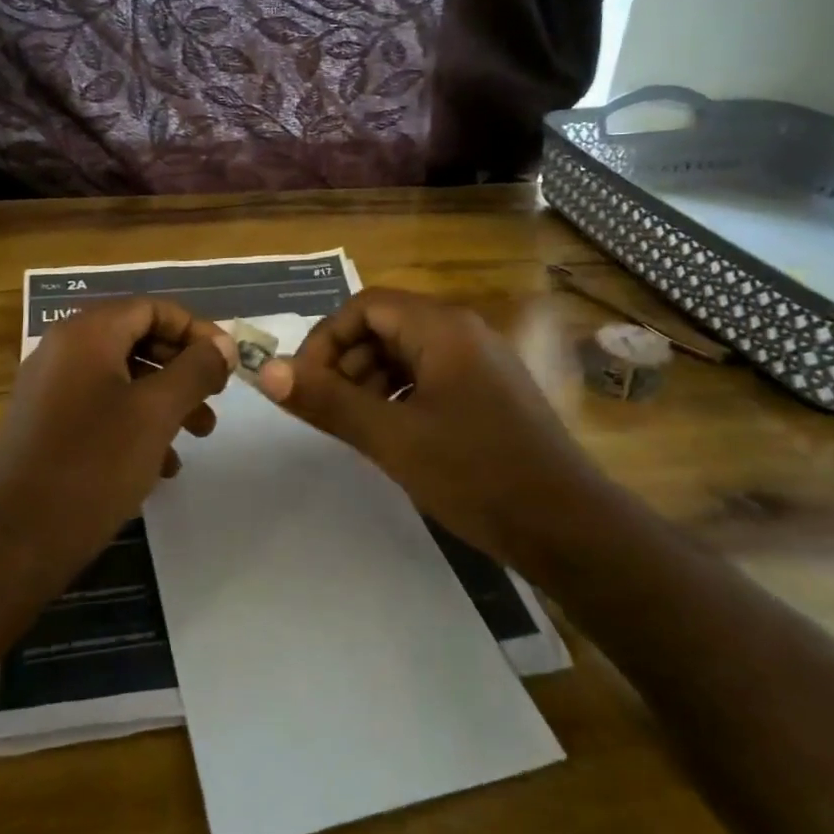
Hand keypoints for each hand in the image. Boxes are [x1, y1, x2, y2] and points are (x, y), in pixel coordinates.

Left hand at [0, 298, 236, 563]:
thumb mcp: (157, 412)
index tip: (226, 362)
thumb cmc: (94, 464)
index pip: (152, 307)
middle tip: (216, 399)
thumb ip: (196, 370)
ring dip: (166, 400)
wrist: (15, 540)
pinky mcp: (46, 426)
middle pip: (138, 339)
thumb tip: (223, 344)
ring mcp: (50, 390)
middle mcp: (63, 351)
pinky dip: (137, 424)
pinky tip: (161, 464)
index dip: (196, 329)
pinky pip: (102, 408)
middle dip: (184, 368)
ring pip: (123, 378)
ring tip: (199, 435)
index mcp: (86, 334)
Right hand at [257, 288, 599, 560]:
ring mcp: (480, 362)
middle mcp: (463, 332)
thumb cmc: (476, 474)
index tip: (304, 384)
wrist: (567, 526)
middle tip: (327, 410)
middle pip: (385, 326)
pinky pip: (429, 377)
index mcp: (442, 328)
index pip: (364, 306)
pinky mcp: (488, 392)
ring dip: (370, 382)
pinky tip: (391, 434)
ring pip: (406, 354)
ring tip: (355, 427)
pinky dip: (399, 396)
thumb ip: (328, 401)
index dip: (325, 339)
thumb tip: (265, 372)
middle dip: (346, 362)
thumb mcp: (392, 438)